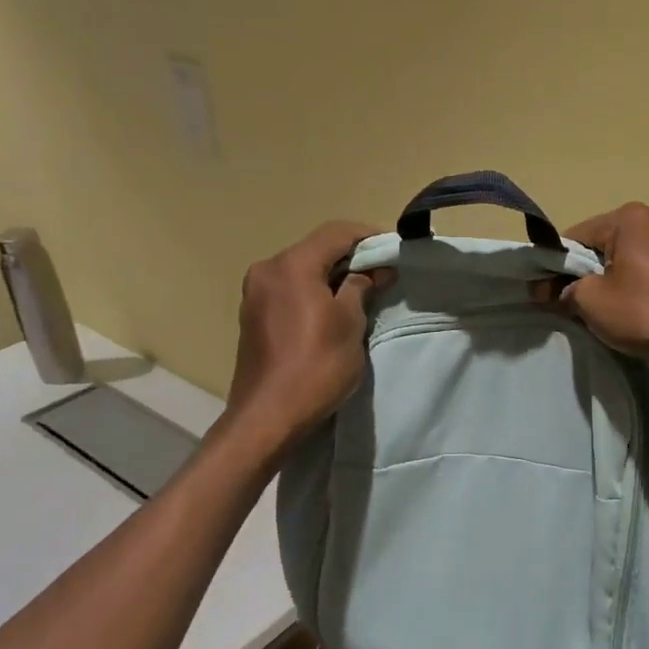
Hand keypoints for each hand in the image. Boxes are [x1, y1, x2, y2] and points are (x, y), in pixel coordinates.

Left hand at [226, 221, 386, 447]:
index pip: (336, 233)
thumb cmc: (317, 366)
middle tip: (383, 273)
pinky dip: (314, 290)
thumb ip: (361, 286)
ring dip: (333, 275)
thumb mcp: (349, 323)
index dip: (369, 237)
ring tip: (363, 293)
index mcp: (292, 265)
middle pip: (317, 248)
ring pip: (303, 269)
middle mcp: (268, 269)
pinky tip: (334, 309)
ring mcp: (256, 292)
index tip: (394, 251)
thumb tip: (375, 269)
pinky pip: (290, 288)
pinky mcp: (254, 314)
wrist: (268, 416)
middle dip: (352, 257)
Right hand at [548, 204, 648, 389]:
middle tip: (571, 303)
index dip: (556, 265)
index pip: (577, 235)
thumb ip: (562, 289)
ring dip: (610, 278)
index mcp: (632, 218)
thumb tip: (545, 290)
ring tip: (604, 309)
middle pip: (604, 243)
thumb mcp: (590, 301)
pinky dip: (635, 284)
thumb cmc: (642, 314)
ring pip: (628, 257)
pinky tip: (633, 310)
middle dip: (584, 270)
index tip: (544, 292)